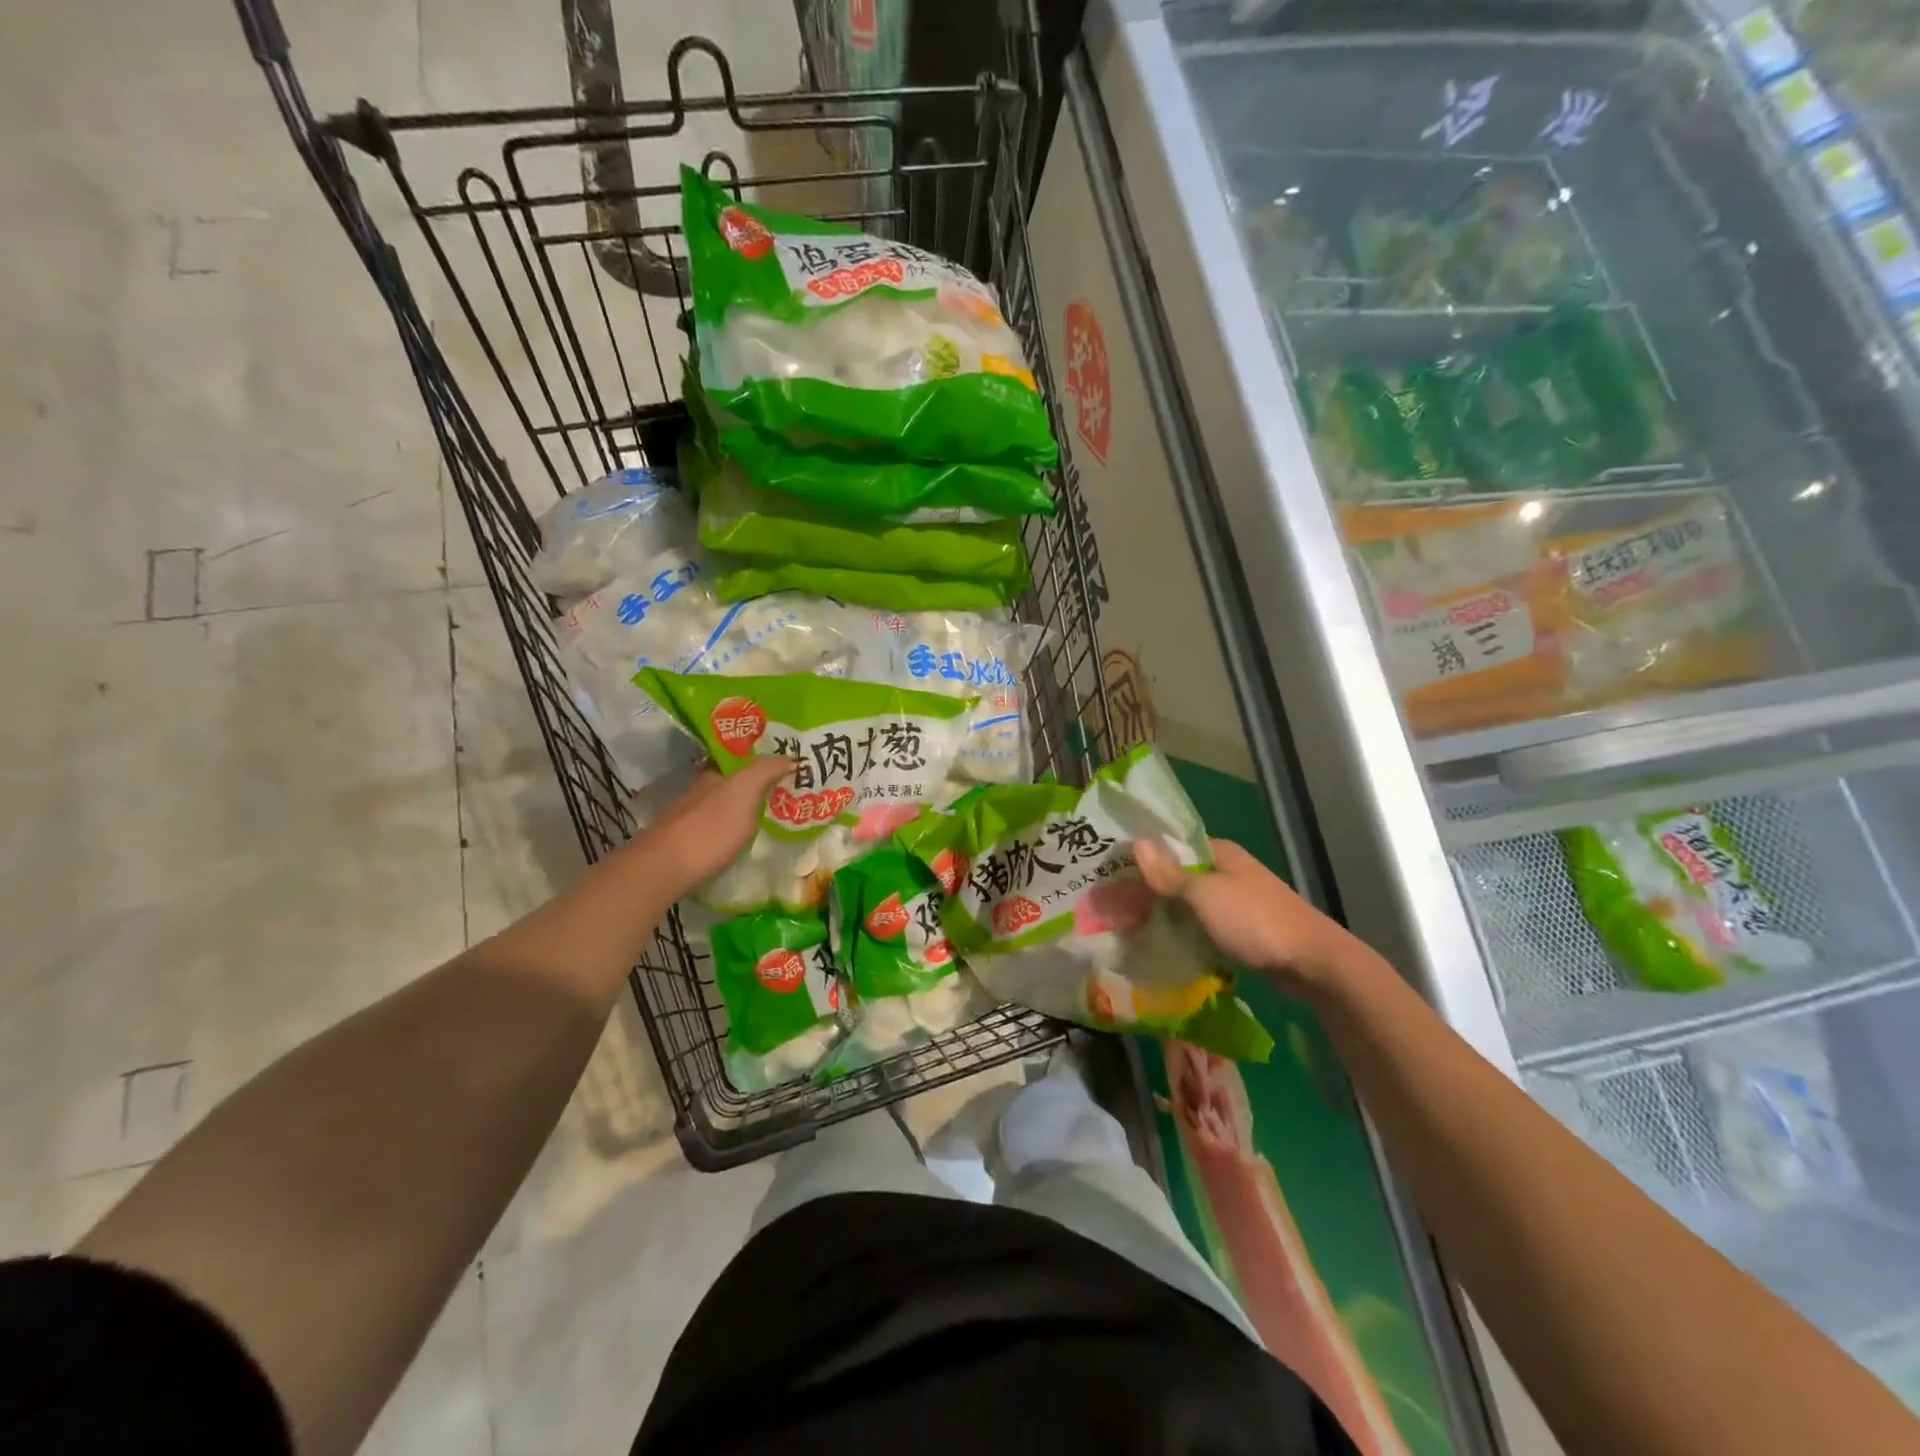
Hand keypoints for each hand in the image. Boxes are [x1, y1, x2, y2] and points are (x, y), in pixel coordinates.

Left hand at [624, 758, 794, 900]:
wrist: (665, 869)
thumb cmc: (710, 827)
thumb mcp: (744, 791)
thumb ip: (765, 770)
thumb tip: (789, 757)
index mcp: (712, 775)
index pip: (736, 759)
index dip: (758, 760)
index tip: (783, 767)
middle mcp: (698, 793)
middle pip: (728, 784)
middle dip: (752, 786)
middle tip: (783, 794)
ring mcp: (688, 821)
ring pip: (720, 809)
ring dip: (741, 811)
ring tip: (770, 820)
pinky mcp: (684, 847)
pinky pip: (715, 833)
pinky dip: (730, 833)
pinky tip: (742, 843)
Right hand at [1135, 837, 1375, 999]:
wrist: (1313, 965)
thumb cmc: (1255, 921)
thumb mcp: (1205, 895)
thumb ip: (1168, 874)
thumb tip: (1136, 842)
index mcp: (1220, 853)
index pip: (1171, 846)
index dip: (1141, 857)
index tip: (1109, 873)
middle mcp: (1227, 872)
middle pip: (1178, 876)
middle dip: (1148, 890)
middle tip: (1111, 907)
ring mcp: (1236, 903)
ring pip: (1188, 905)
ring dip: (1164, 915)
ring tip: (1126, 928)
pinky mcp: (1241, 931)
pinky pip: (1202, 928)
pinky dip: (1183, 934)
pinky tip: (1160, 947)